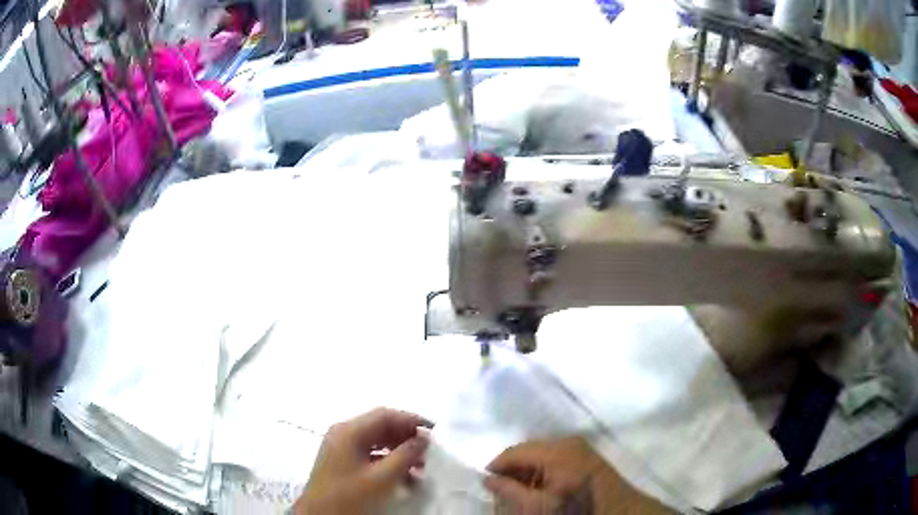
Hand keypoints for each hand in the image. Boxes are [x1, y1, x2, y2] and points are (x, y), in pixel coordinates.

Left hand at [293, 408, 432, 514]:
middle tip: (429, 451)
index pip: (384, 415)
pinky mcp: (341, 461)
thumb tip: (424, 438)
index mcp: (349, 431)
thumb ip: (405, 455)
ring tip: (420, 466)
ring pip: (375, 441)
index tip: (434, 432)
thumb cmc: (350, 495)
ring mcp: (340, 447)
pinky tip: (403, 476)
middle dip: (406, 437)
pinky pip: (368, 453)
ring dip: (399, 450)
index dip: (411, 420)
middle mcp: (343, 433)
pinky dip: (387, 461)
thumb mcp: (382, 477)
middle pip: (379, 426)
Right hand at [484, 437, 670, 514]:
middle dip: (512, 470)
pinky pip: (554, 457)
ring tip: (521, 492)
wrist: (618, 511)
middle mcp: (567, 441)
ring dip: (527, 472)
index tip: (485, 484)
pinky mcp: (585, 454)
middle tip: (502, 491)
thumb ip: (509, 491)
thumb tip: (487, 479)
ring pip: (540, 454)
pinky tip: (540, 487)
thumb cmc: (577, 509)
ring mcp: (578, 446)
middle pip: (527, 451)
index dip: (496, 467)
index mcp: (556, 450)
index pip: (514, 452)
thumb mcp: (538, 507)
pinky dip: (542, 471)